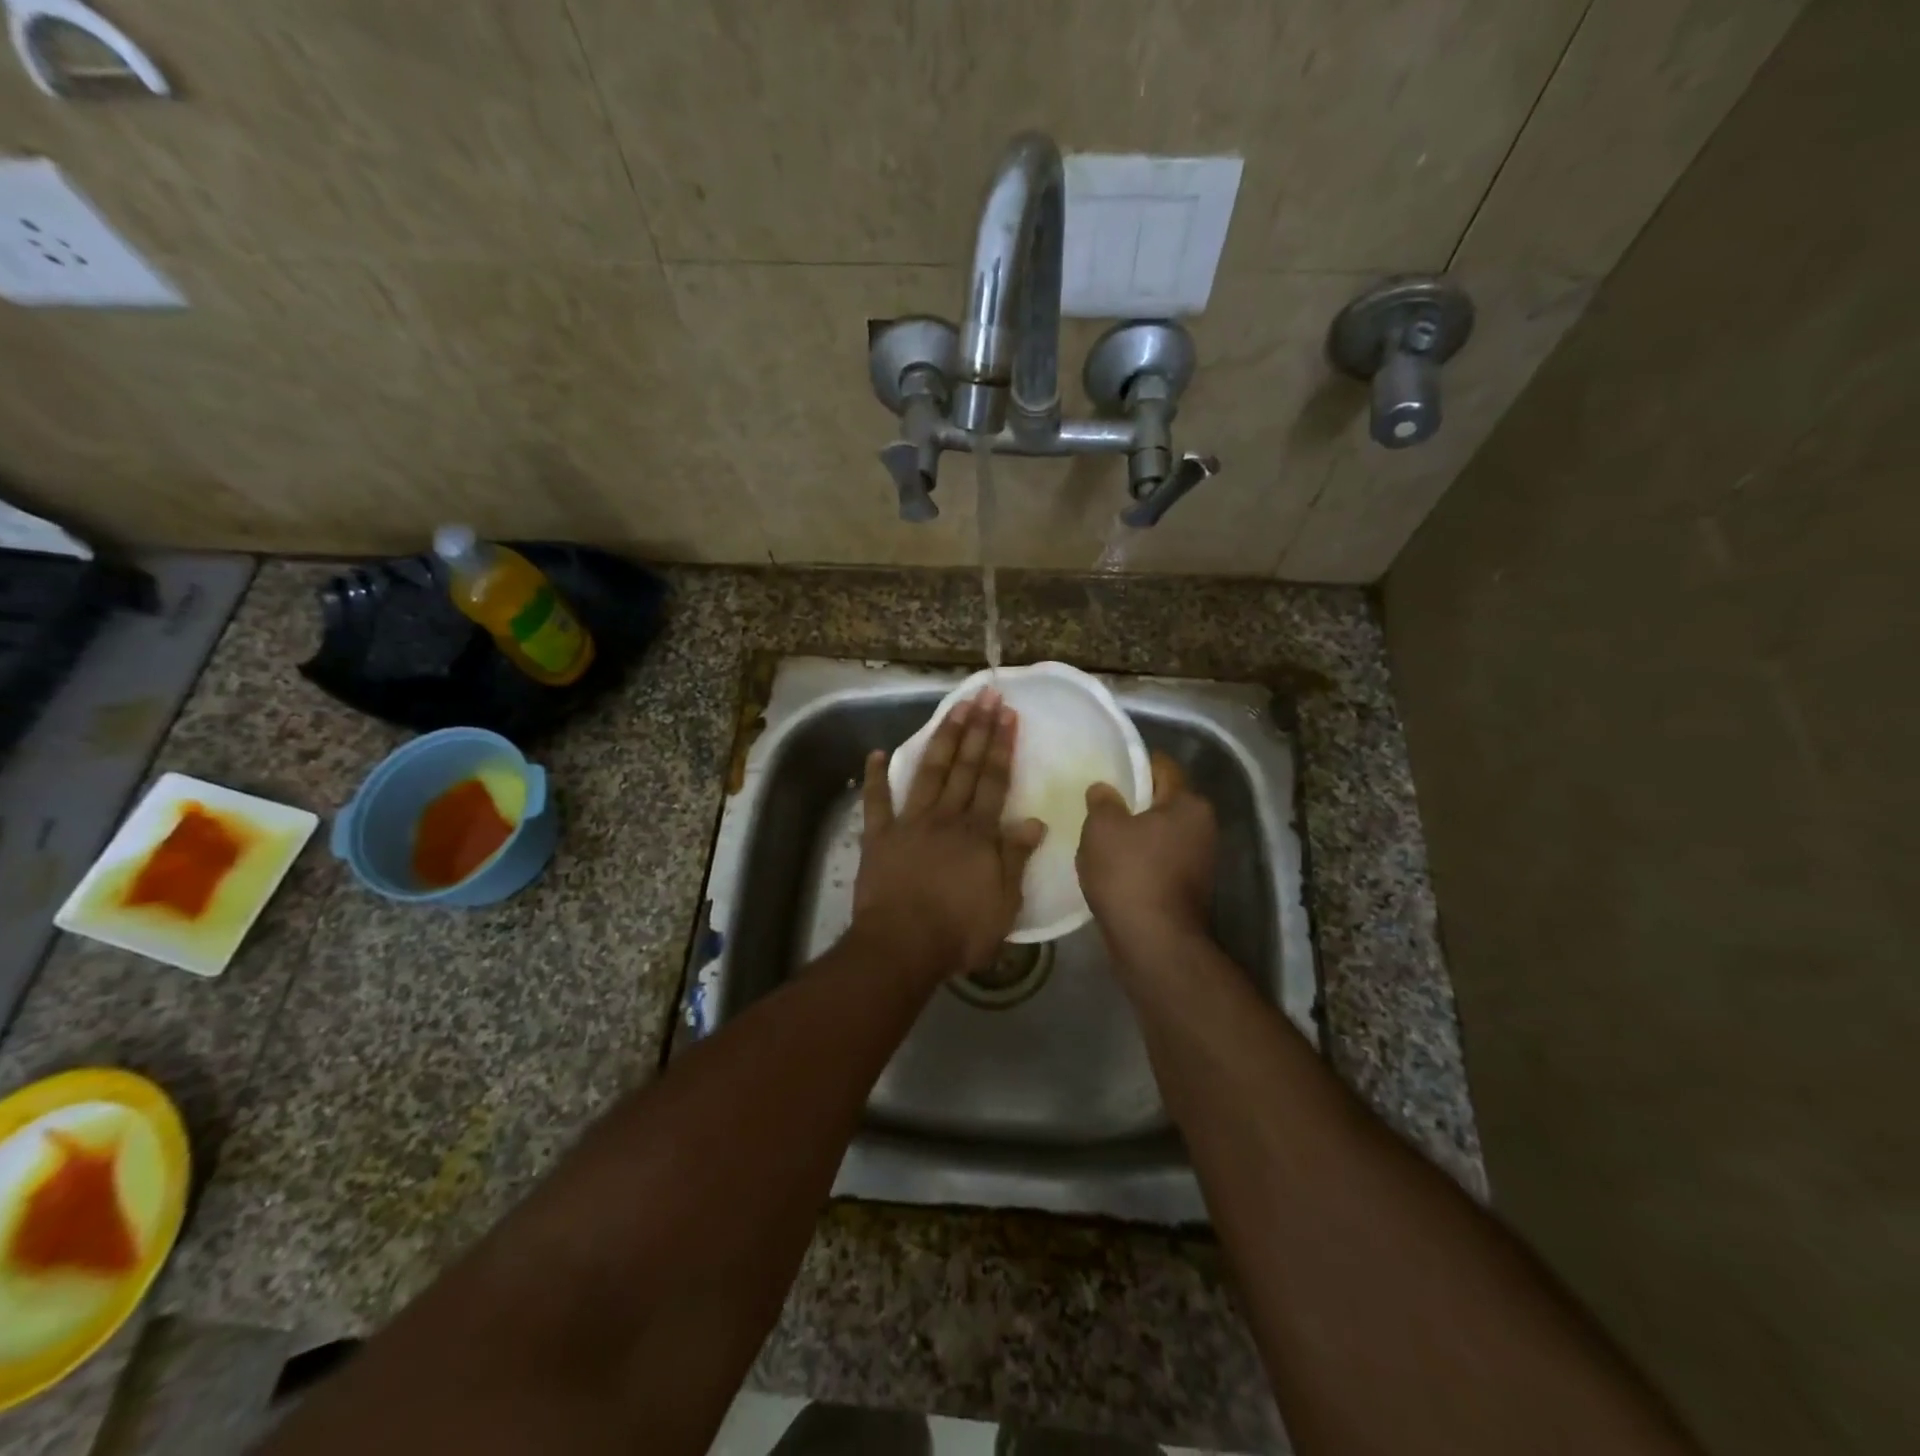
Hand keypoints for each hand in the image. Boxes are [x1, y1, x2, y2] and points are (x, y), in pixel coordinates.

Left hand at [853, 689, 1046, 982]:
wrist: (902, 946)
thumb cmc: (959, 931)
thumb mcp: (1004, 903)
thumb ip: (1016, 858)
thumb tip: (1034, 821)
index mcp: (978, 833)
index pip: (994, 780)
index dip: (1002, 745)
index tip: (1007, 714)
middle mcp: (946, 817)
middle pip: (965, 766)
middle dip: (977, 728)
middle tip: (985, 694)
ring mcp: (909, 823)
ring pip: (929, 772)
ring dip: (941, 738)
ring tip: (952, 708)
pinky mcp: (878, 837)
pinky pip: (875, 802)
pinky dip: (875, 777)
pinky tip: (876, 753)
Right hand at [1078, 752, 1216, 954]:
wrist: (1153, 943)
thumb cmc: (1130, 873)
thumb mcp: (1102, 827)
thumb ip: (1102, 801)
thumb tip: (1104, 789)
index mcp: (1189, 804)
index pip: (1163, 767)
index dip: (1135, 762)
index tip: (1109, 766)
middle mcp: (1203, 828)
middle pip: (1163, 801)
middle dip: (1133, 801)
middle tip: (1099, 801)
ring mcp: (1200, 862)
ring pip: (1160, 834)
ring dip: (1135, 833)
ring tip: (1100, 835)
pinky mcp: (1188, 890)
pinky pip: (1159, 861)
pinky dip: (1139, 860)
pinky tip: (1112, 866)